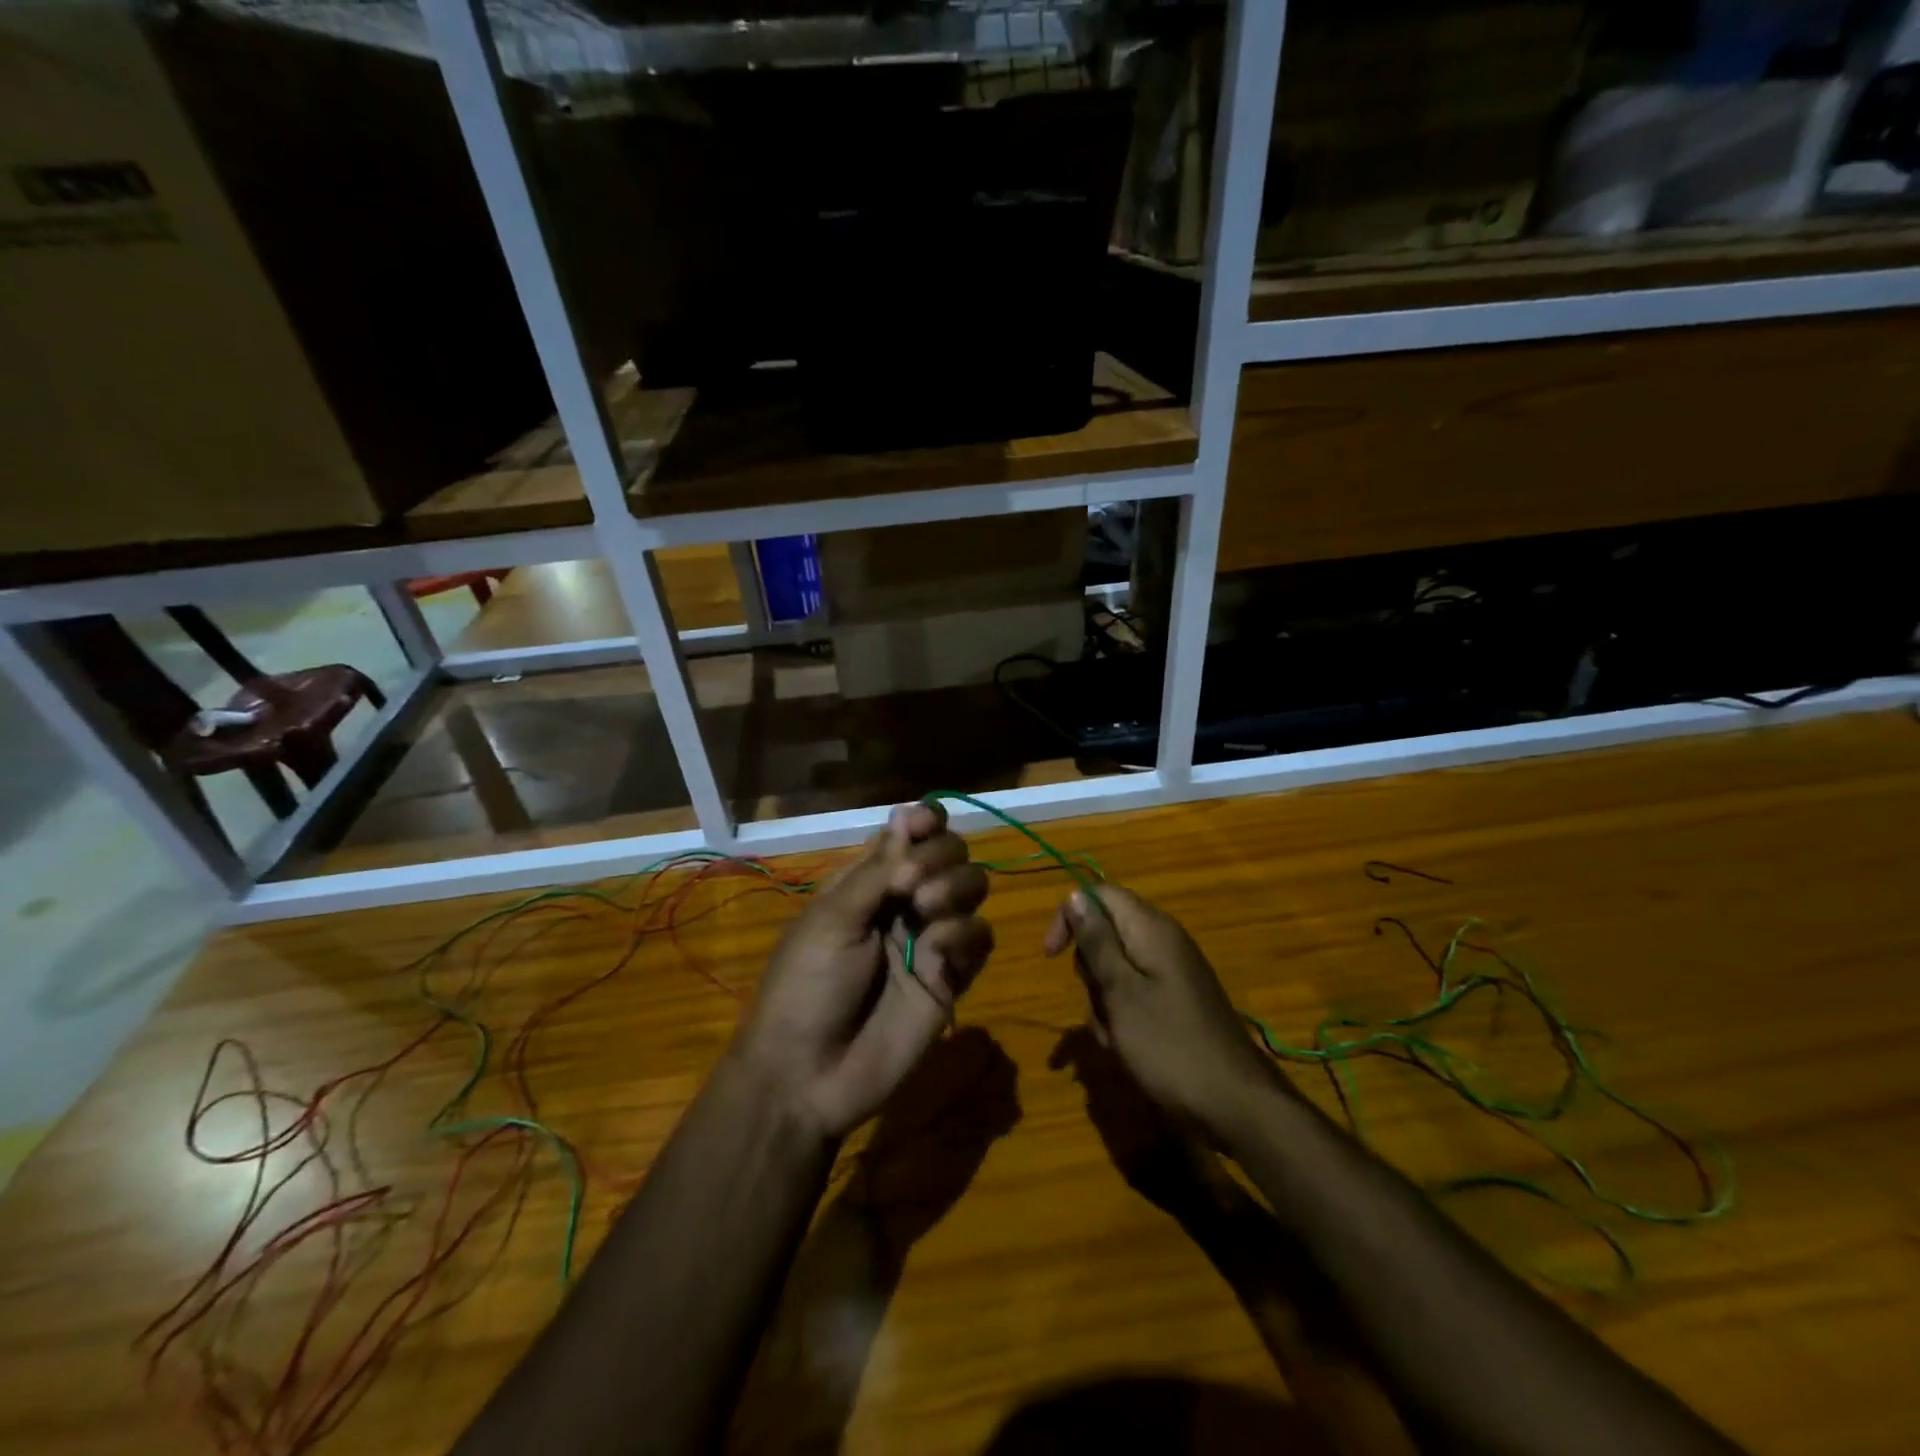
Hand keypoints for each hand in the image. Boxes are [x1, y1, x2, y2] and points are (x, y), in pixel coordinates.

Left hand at [733, 803, 993, 1140]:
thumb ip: (878, 870)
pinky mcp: (953, 977)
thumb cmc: (806, 985)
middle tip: (912, 885)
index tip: (925, 823)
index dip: (924, 821)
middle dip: (940, 856)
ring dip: (956, 887)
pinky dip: (965, 933)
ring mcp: (930, 938)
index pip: (909, 834)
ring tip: (926, 910)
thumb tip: (909, 816)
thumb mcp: (832, 918)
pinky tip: (940, 952)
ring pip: (973, 887)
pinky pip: (980, 938)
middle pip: (949, 853)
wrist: (808, 1074)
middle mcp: (905, 901)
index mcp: (868, 881)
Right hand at [1044, 885, 1277, 1138]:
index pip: (1099, 895)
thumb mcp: (1120, 992)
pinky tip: (1128, 1048)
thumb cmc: (1169, 1045)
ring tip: (1116, 1037)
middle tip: (1101, 1006)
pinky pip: (1135, 995)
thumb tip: (1075, 895)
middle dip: (1090, 971)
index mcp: (1151, 929)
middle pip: (1106, 934)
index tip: (1051, 956)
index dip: (1070, 917)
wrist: (1236, 1105)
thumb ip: (1096, 941)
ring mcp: (1172, 973)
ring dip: (1104, 1002)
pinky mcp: (1177, 1001)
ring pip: (1116, 970)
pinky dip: (1123, 1017)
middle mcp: (1163, 942)